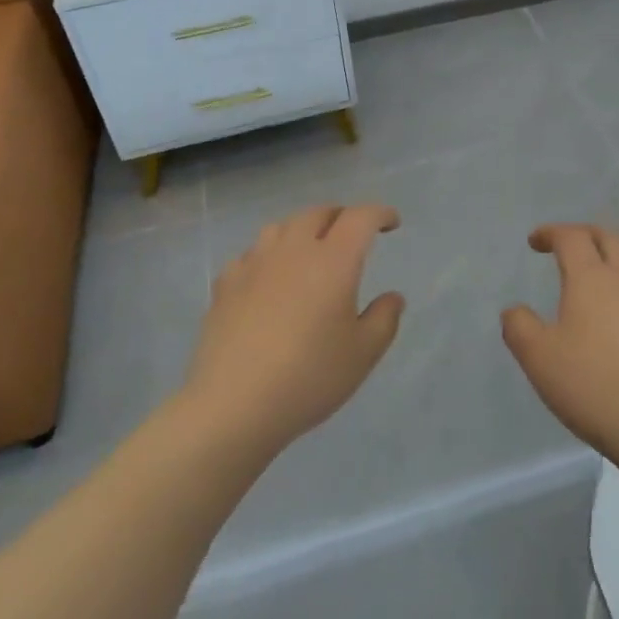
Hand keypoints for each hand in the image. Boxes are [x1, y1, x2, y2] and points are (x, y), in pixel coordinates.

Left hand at [184, 204, 404, 454]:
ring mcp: (255, 263)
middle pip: (319, 213)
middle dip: (341, 216)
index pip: (360, 218)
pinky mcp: (226, 283)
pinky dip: (268, 255)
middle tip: (352, 233)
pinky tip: (268, 277)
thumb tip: (392, 297)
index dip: (379, 213)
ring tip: (310, 248)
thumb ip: (384, 319)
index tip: (391, 222)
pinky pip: (251, 254)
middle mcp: (294, 250)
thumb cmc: (308, 377)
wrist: (233, 405)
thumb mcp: (362, 355)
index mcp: (334, 260)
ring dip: (302, 229)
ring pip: (282, 226)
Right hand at [502, 224, 618, 464]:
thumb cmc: (593, 388)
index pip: (571, 237)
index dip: (551, 233)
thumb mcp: (539, 359)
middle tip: (573, 245)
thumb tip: (514, 309)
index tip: (535, 242)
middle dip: (588, 235)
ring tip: (615, 271)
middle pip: (611, 238)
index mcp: (592, 279)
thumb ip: (519, 327)